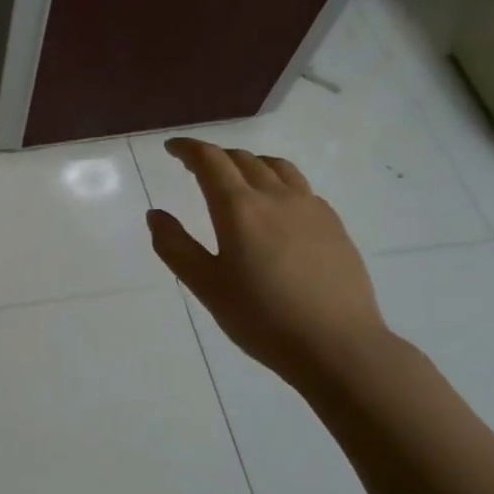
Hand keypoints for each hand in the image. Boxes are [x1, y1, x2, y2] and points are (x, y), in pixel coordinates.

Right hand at [147, 138, 387, 381]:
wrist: (338, 346)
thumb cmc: (262, 319)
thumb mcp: (206, 286)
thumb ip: (175, 246)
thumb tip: (155, 214)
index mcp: (239, 208)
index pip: (210, 161)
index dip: (188, 148)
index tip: (172, 148)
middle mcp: (276, 196)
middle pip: (242, 159)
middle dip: (215, 156)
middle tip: (196, 167)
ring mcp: (310, 208)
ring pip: (276, 167)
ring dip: (249, 163)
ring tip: (236, 178)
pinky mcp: (333, 224)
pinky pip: (300, 187)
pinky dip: (277, 182)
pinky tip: (275, 208)